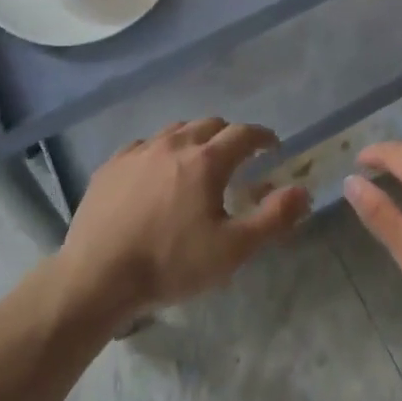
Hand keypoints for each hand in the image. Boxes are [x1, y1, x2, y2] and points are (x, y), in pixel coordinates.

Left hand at [56, 118, 309, 328]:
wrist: (98, 275)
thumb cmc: (170, 263)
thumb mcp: (232, 250)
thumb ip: (273, 218)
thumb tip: (303, 190)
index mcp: (206, 160)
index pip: (244, 134)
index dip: (263, 137)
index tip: (273, 146)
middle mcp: (173, 144)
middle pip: (209, 125)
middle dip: (230, 136)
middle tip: (238, 157)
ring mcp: (139, 151)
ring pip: (176, 131)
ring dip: (195, 140)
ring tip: (198, 162)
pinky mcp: (112, 164)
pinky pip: (144, 146)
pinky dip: (160, 152)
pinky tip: (156, 174)